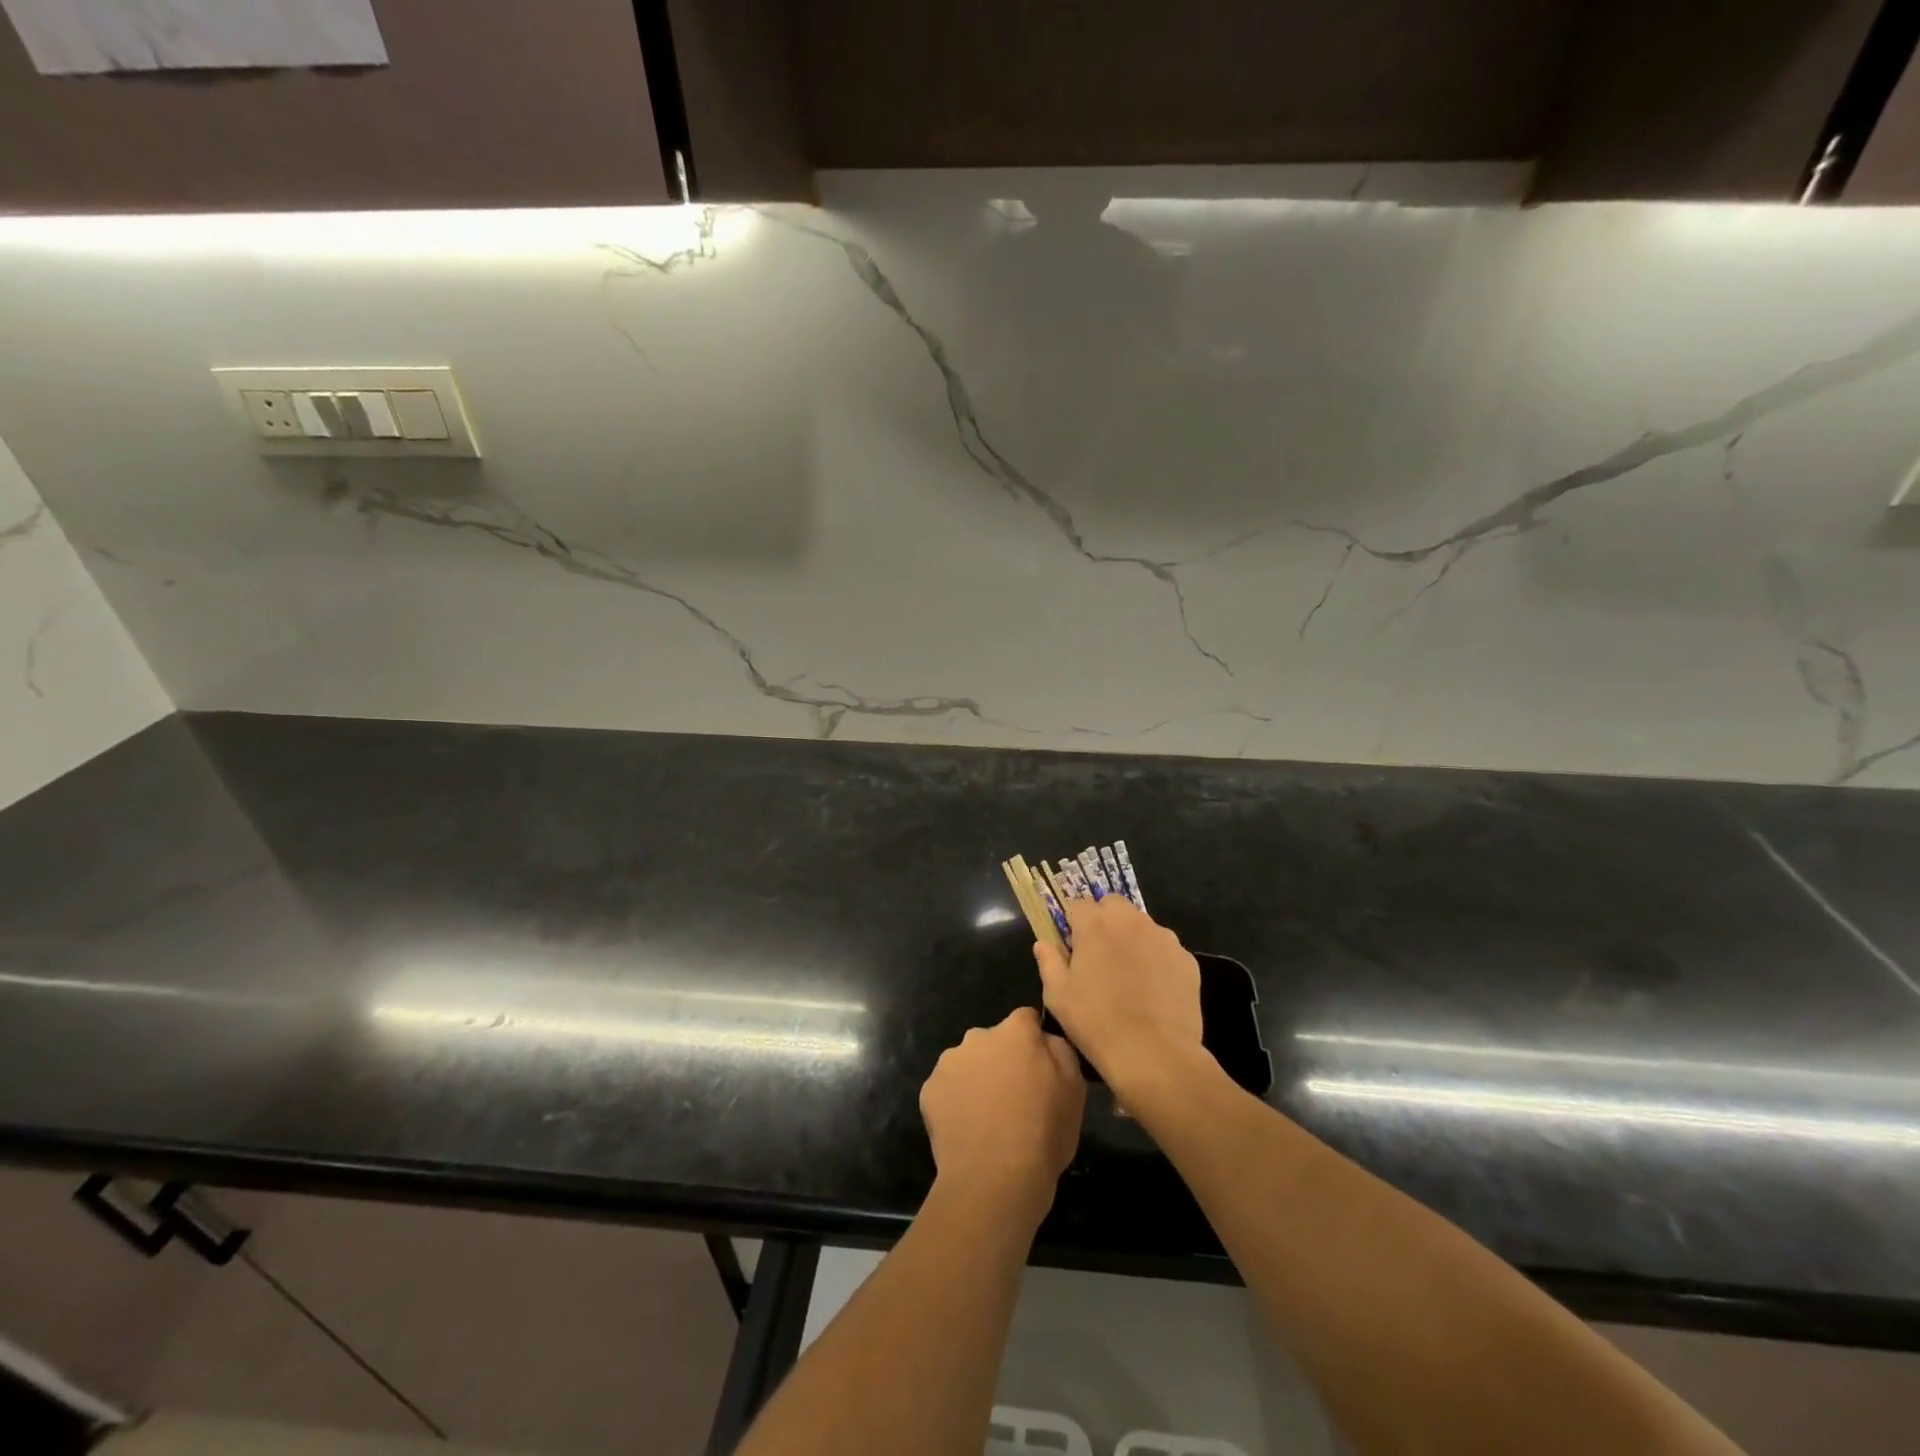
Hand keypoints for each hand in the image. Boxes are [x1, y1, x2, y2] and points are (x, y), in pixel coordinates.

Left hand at [920, 1007, 1084, 1221]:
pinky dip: (956, 1102)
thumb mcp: (1074, 1090)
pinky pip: (947, 1089)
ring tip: (989, 1119)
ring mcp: (949, 1062)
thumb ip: (1060, 1051)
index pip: (1027, 1019)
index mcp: (1015, 1032)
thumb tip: (1045, 1040)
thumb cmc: (1043, 1133)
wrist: (994, 1180)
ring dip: (977, 1079)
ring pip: (968, 1063)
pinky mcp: (929, 1090)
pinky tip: (968, 1130)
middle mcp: (978, 1036)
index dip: (1034, 1042)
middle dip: (1002, 1060)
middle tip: (1014, 1098)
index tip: (1040, 1069)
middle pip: (994, 1041)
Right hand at [1035, 896, 1205, 1100]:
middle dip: (1104, 920)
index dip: (1073, 922)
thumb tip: (1043, 943)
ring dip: (1132, 937)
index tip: (1072, 945)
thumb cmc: (1097, 1023)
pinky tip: (1153, 989)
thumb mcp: (1058, 996)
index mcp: (1095, 925)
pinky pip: (1165, 948)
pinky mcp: (1186, 959)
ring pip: (1142, 925)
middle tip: (1100, 954)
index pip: (1079, 904)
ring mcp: (1163, 938)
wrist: (1155, 1055)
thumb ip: (1049, 961)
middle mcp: (1131, 921)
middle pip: (1113, 905)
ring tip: (1129, 974)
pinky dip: (1156, 959)